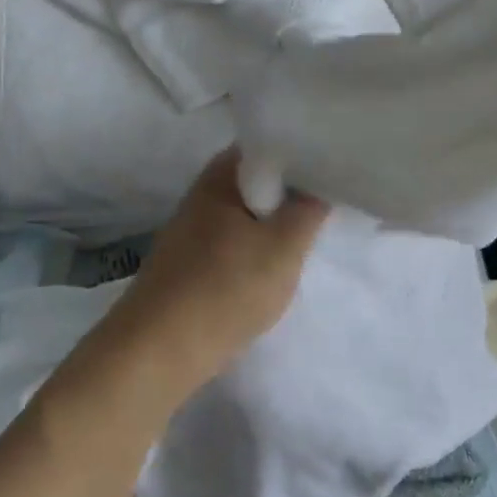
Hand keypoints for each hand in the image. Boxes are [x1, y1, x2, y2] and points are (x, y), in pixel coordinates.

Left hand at [94, 149, 330, 398]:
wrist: (161, 350)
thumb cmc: (226, 288)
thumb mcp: (284, 247)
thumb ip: (308, 211)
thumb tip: (319, 186)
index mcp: (220, 177)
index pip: (268, 146)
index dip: (303, 152)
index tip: (335, 168)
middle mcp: (202, 196)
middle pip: (257, 182)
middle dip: (291, 195)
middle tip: (329, 208)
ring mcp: (192, 232)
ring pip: (246, 217)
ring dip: (274, 227)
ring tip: (308, 240)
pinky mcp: (190, 265)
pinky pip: (233, 246)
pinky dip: (256, 252)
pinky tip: (273, 272)